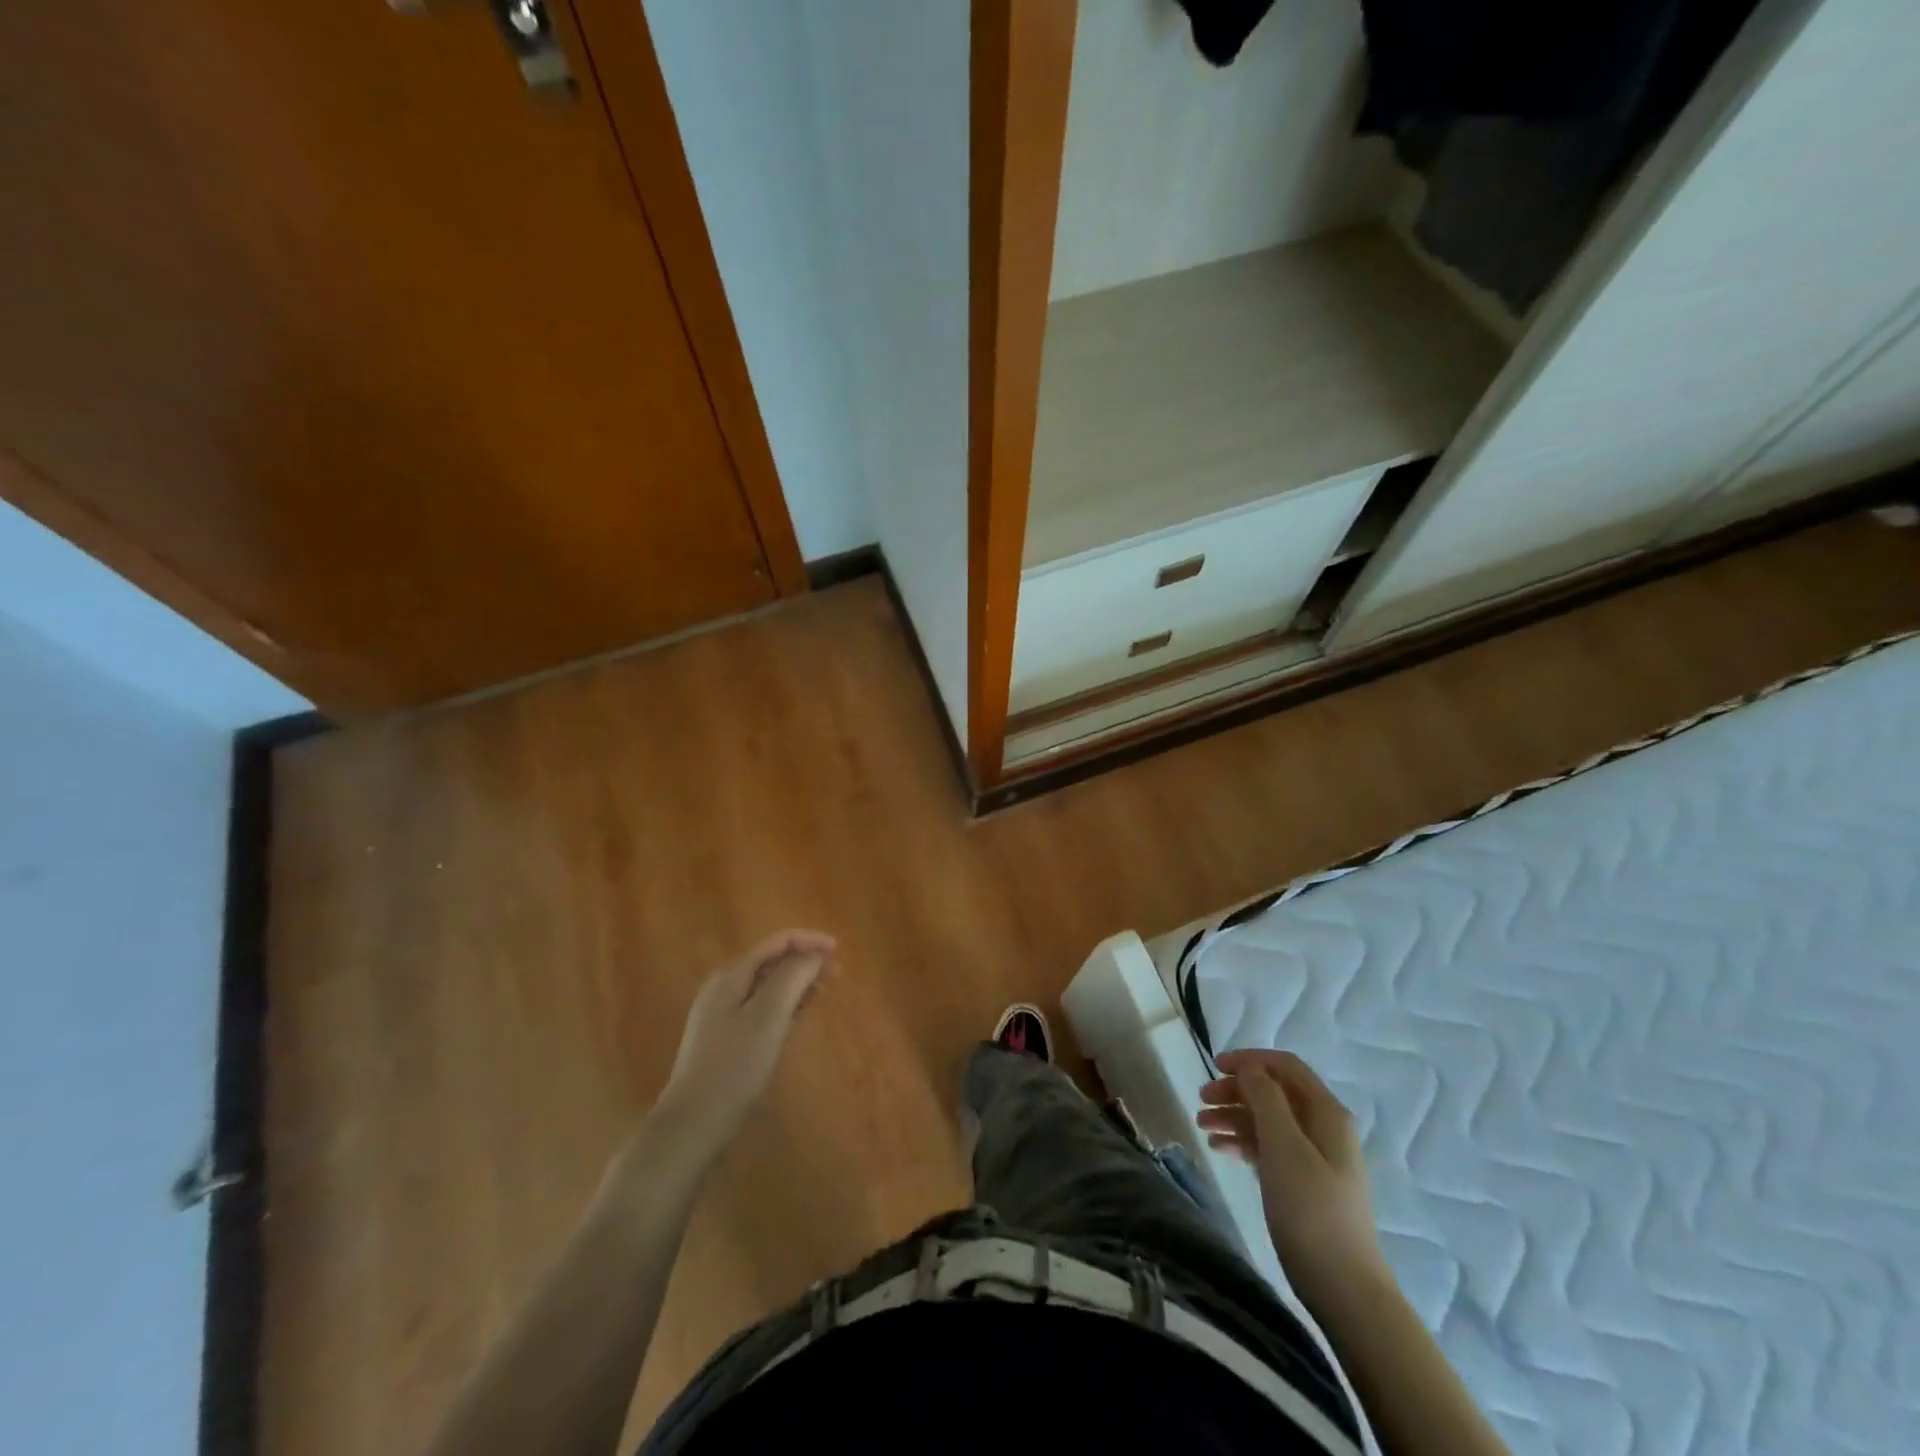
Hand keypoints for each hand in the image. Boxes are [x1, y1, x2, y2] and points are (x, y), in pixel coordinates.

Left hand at [652, 930, 836, 1158]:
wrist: (693, 1122)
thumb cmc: (734, 1066)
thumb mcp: (768, 1017)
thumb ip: (793, 977)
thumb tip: (814, 953)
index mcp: (731, 975)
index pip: (776, 942)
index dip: (809, 940)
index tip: (839, 950)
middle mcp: (724, 987)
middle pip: (772, 961)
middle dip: (805, 960)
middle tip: (838, 972)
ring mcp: (722, 1013)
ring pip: (768, 985)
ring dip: (798, 981)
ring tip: (825, 988)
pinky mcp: (726, 1037)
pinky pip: (762, 1007)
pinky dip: (785, 1003)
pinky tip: (800, 1013)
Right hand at [1197, 1050, 1387, 1297]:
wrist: (1344, 1289)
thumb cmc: (1311, 1210)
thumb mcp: (1284, 1146)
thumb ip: (1265, 1099)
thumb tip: (1250, 1068)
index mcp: (1327, 1112)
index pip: (1285, 1066)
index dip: (1249, 1060)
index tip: (1213, 1066)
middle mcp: (1324, 1128)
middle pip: (1274, 1092)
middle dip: (1236, 1090)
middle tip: (1200, 1100)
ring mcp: (1315, 1157)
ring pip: (1268, 1120)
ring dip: (1234, 1115)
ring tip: (1201, 1125)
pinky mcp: (1304, 1183)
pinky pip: (1269, 1147)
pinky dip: (1243, 1141)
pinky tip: (1219, 1148)